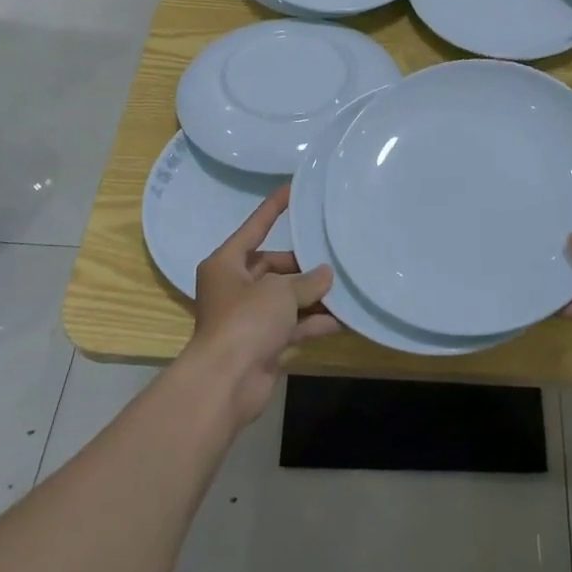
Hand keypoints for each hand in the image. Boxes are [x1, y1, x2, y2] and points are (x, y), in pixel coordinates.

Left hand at [185, 186, 337, 425]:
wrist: (227, 382)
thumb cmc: (246, 321)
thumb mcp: (280, 291)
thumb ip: (306, 281)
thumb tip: (326, 275)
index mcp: (226, 264)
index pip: (254, 227)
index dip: (274, 208)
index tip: (293, 188)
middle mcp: (234, 287)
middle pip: (273, 266)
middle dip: (303, 266)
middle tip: (333, 257)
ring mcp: (248, 317)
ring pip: (285, 298)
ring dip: (312, 296)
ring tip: (345, 286)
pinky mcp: (262, 343)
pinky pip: (292, 325)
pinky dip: (313, 322)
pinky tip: (343, 319)